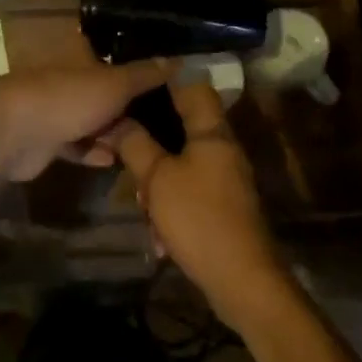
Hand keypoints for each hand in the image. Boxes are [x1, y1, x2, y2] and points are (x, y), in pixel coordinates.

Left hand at [0, 60, 176, 181]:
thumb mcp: (115, 83)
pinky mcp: (48, 142)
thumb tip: (178, 59)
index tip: (165, 81)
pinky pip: (77, 146)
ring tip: (145, 144)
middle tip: (164, 121)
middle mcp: (70, 80)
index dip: (136, 67)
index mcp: (82, 58)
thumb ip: (144, 75)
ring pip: (92, 119)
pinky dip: (94, 152)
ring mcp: (57, 110)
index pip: (113, 57)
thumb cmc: (70, 97)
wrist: (17, 132)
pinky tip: (114, 161)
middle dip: (128, 105)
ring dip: (113, 132)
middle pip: (104, 91)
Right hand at [112, 83, 295, 330]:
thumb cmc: (199, 218)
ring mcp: (226, 178)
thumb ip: (136, 145)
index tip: (134, 85)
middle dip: (152, 145)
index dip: (165, 80)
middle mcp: (223, 148)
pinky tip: (160, 237)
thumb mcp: (157, 179)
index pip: (192, 85)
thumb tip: (117, 119)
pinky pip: (191, 191)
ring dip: (159, 184)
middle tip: (129, 160)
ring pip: (183, 164)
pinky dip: (173, 208)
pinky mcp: (224, 206)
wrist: (244, 282)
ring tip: (145, 209)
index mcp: (212, 131)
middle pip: (183, 127)